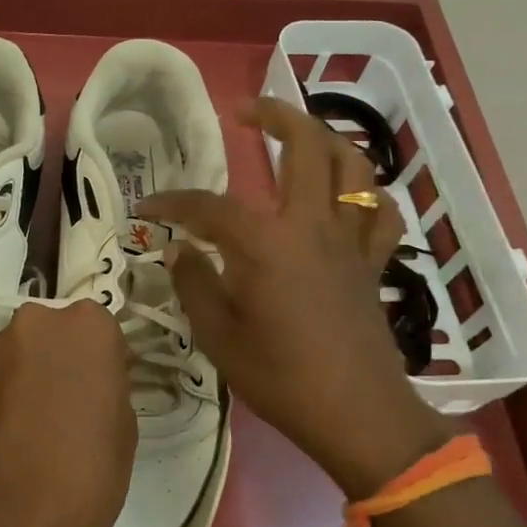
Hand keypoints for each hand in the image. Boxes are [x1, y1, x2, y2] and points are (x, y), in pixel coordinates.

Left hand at [0, 299, 135, 526]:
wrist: (13, 518)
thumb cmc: (89, 470)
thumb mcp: (123, 425)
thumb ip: (106, 385)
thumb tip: (89, 382)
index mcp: (86, 325)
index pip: (100, 331)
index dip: (101, 363)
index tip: (102, 392)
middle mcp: (35, 322)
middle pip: (52, 335)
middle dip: (59, 361)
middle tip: (68, 407)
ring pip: (19, 356)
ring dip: (27, 378)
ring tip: (35, 430)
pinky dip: (3, 400)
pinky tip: (10, 441)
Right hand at [138, 97, 447, 496]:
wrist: (357, 415)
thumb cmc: (280, 376)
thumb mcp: (217, 336)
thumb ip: (194, 284)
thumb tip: (179, 250)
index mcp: (265, 242)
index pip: (208, 206)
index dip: (172, 202)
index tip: (147, 208)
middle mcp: (311, 226)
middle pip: (305, 146)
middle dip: (275, 116)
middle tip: (246, 111)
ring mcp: (349, 241)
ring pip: (352, 167)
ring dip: (326, 139)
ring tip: (300, 135)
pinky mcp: (371, 263)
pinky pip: (379, 214)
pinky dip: (364, 194)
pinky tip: (345, 197)